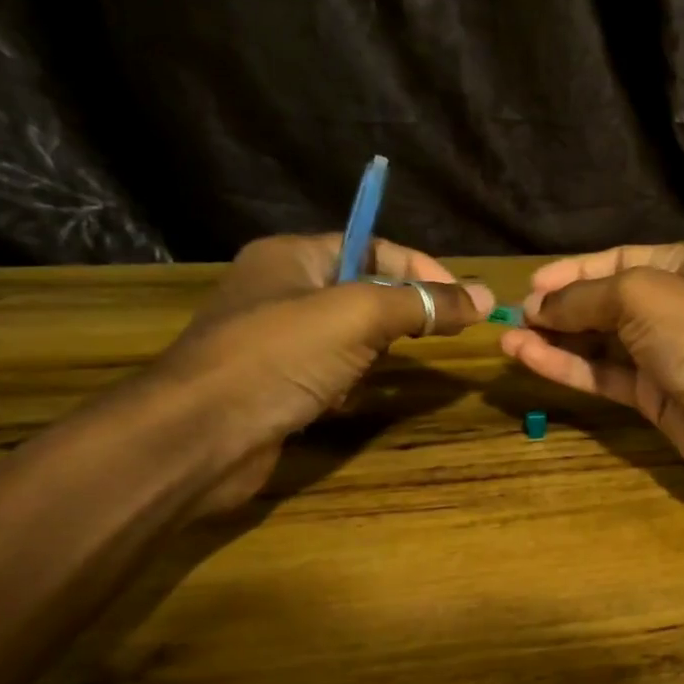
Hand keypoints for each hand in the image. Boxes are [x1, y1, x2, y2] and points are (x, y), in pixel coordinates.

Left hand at [142, 234, 491, 511]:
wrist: (200, 437)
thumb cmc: (279, 357)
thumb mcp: (358, 316)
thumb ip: (422, 303)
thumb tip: (484, 296)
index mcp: (293, 257)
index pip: (373, 247)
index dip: (421, 268)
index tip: (463, 302)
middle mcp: (283, 291)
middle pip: (364, 291)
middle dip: (402, 313)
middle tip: (437, 337)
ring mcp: (278, 341)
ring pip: (351, 336)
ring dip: (375, 353)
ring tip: (379, 370)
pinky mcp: (278, 385)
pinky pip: (332, 373)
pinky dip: (350, 384)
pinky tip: (349, 400)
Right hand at [500, 243, 683, 483]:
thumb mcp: (640, 294)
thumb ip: (585, 297)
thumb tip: (538, 305)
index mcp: (681, 266)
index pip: (616, 261)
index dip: (572, 271)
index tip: (530, 286)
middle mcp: (672, 307)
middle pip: (605, 303)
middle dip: (560, 307)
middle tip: (513, 317)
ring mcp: (663, 355)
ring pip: (600, 343)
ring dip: (555, 339)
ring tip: (506, 339)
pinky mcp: (653, 398)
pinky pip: (603, 376)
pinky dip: (567, 367)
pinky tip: (528, 359)